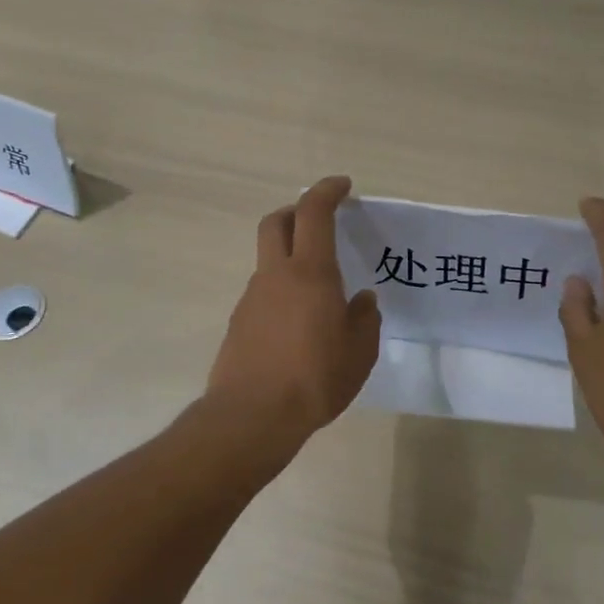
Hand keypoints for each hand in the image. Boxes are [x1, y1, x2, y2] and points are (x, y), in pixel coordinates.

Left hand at [205, 176, 382, 454]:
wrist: (251, 417)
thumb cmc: (315, 379)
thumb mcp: (359, 353)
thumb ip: (364, 320)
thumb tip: (361, 300)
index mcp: (310, 274)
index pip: (314, 213)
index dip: (327, 191)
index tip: (342, 185)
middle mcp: (276, 276)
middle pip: (276, 222)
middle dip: (296, 210)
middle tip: (319, 221)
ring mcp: (252, 298)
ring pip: (268, 259)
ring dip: (289, 256)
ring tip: (318, 291)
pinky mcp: (239, 322)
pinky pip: (263, 292)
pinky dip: (280, 291)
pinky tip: (297, 325)